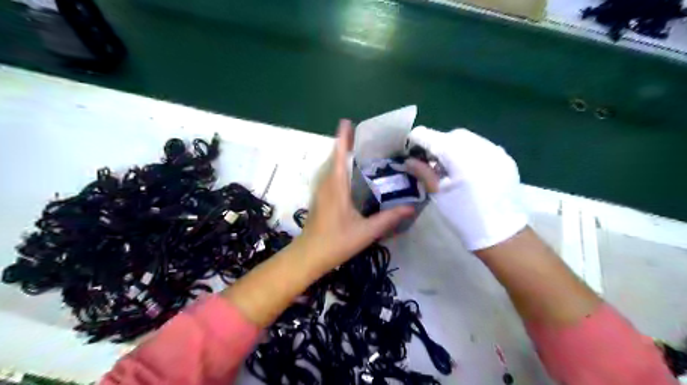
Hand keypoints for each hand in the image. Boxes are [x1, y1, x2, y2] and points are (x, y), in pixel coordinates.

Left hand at [295, 118, 412, 271]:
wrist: (308, 256)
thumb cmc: (336, 242)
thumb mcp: (366, 232)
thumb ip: (388, 219)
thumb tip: (411, 208)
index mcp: (336, 187)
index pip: (339, 157)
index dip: (342, 139)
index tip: (347, 122)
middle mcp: (326, 185)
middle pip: (334, 158)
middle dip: (344, 144)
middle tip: (362, 135)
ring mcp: (320, 192)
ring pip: (330, 167)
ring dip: (341, 156)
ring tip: (357, 149)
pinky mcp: (319, 199)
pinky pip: (329, 176)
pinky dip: (338, 168)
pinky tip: (349, 174)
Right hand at [403, 126, 527, 252]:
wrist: (501, 233)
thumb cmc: (464, 216)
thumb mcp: (439, 194)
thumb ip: (423, 172)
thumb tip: (408, 160)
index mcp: (461, 159)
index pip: (434, 138)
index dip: (419, 138)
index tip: (410, 144)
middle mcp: (480, 148)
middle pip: (452, 135)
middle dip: (438, 142)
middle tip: (430, 159)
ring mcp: (496, 152)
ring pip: (468, 138)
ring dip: (454, 146)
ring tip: (449, 164)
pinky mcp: (505, 158)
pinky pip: (482, 146)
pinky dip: (469, 151)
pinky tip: (467, 167)